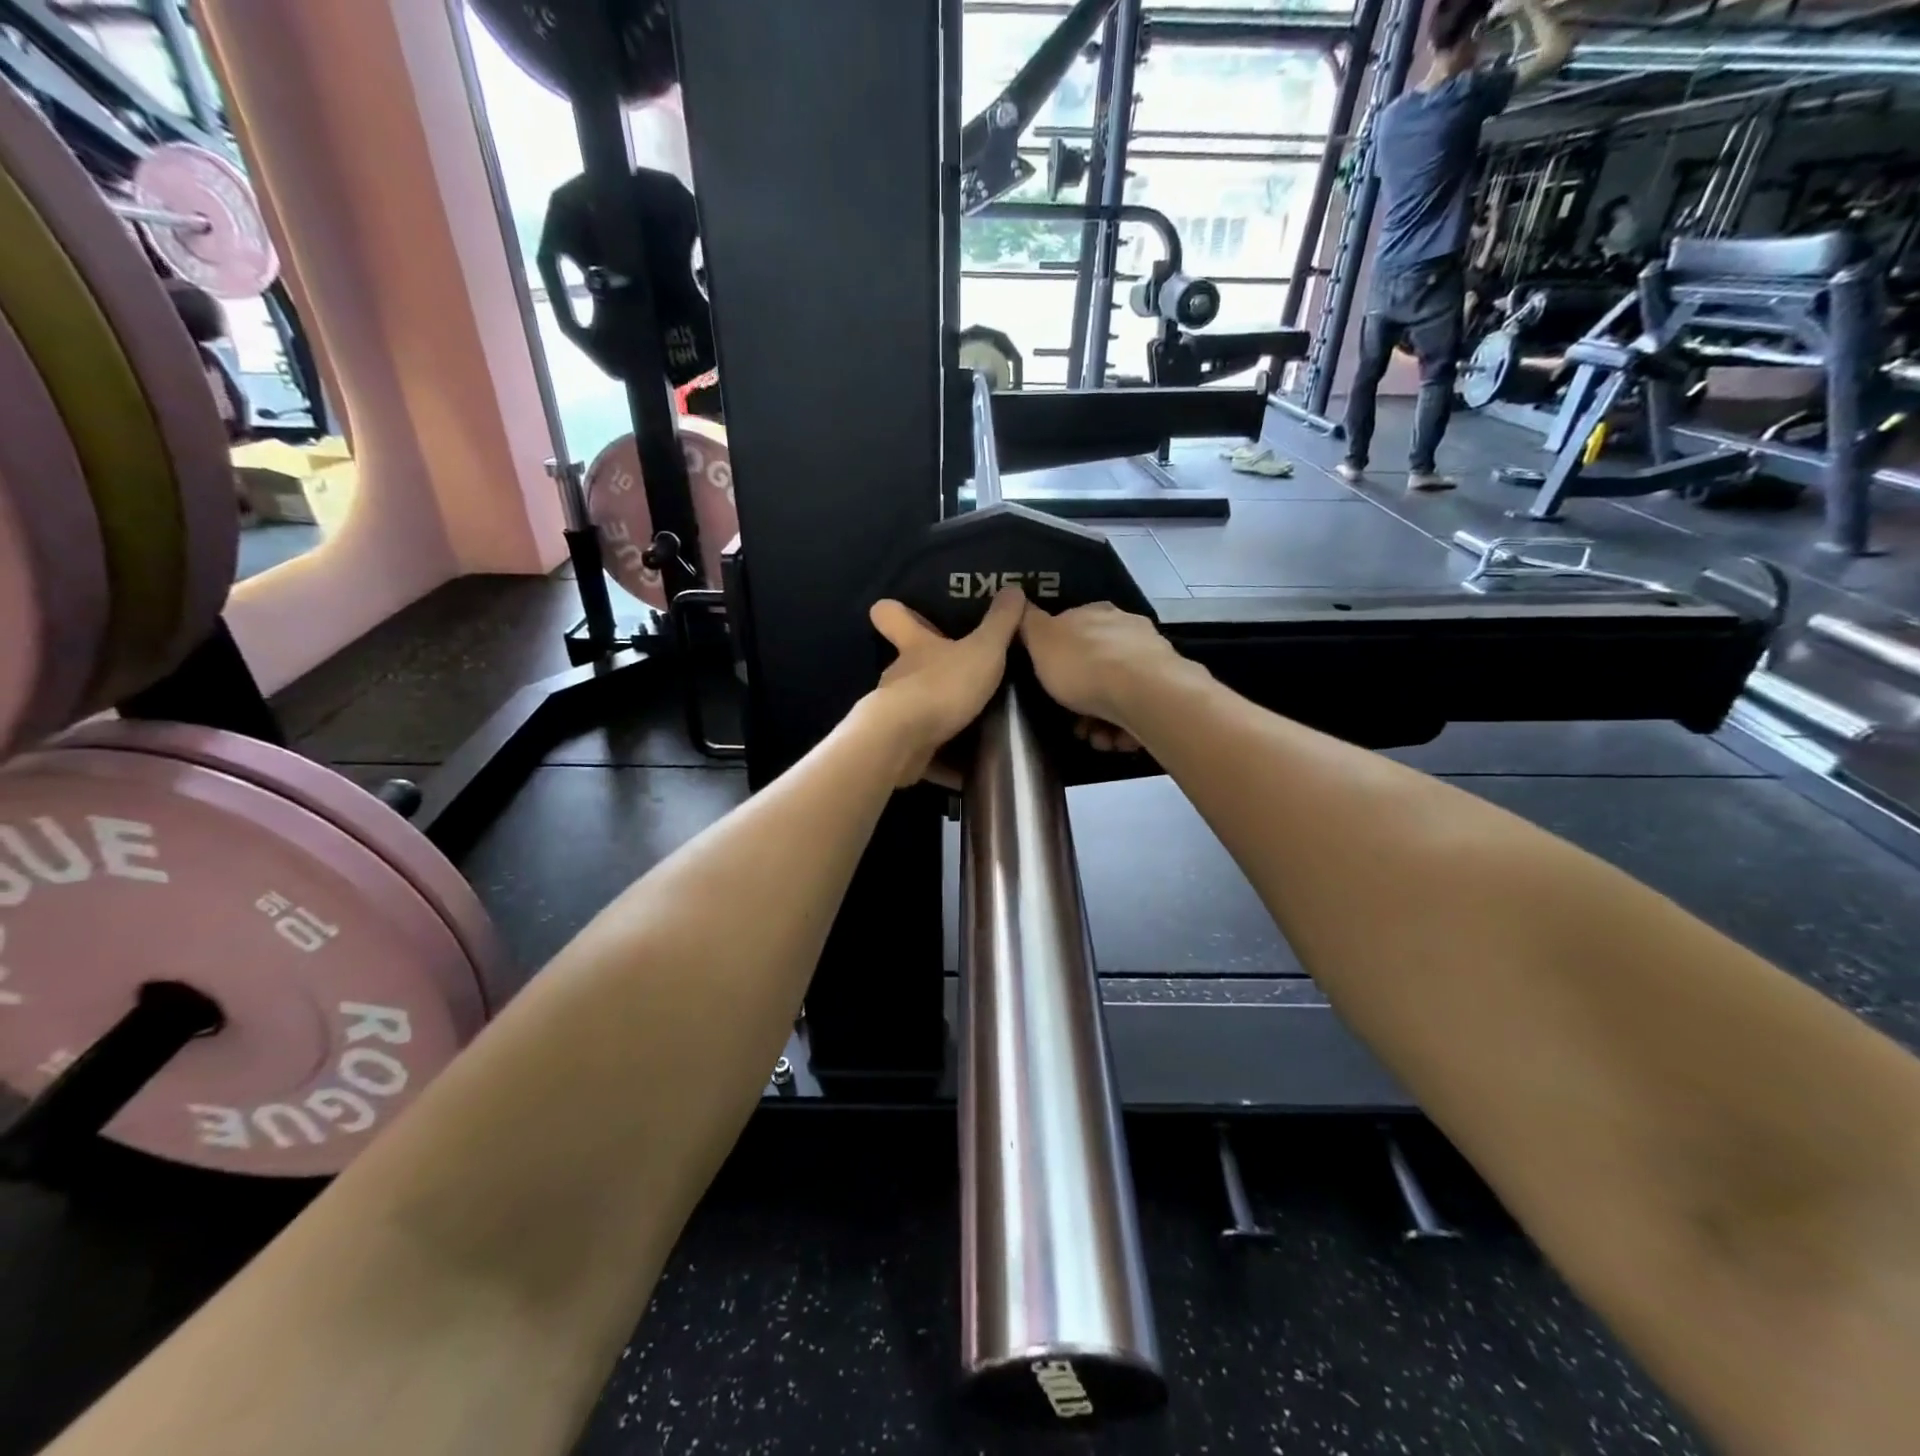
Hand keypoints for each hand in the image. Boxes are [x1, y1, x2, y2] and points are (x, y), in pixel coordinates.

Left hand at [868, 589, 1025, 785]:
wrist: (903, 742)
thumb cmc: (942, 686)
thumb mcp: (984, 650)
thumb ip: (1000, 623)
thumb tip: (1014, 588)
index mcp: (914, 647)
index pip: (891, 616)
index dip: (896, 611)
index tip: (906, 612)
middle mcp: (898, 676)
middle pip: (906, 666)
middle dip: (928, 671)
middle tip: (961, 676)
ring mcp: (894, 713)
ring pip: (914, 708)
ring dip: (937, 715)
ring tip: (972, 724)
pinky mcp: (898, 747)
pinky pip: (922, 750)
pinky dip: (941, 758)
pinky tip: (965, 768)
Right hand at [1019, 602, 1185, 751]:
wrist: (1143, 693)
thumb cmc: (1083, 665)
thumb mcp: (1040, 640)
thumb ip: (1029, 624)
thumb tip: (1022, 606)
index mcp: (1095, 613)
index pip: (1071, 629)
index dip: (1057, 659)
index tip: (1049, 684)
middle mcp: (1126, 628)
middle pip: (1096, 665)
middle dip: (1081, 696)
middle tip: (1072, 721)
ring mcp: (1150, 658)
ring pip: (1118, 691)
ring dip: (1102, 719)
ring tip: (1096, 738)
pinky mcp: (1168, 688)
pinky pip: (1139, 709)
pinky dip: (1125, 727)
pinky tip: (1116, 740)